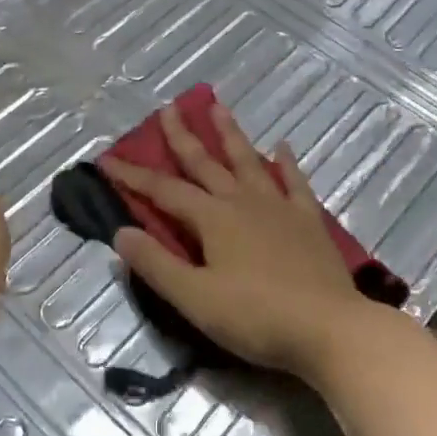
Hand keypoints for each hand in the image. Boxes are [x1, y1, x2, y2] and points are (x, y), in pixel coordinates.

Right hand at [100, 100, 372, 381]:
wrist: (329, 328)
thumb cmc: (256, 317)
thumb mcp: (195, 298)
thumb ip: (156, 264)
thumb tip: (120, 232)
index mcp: (213, 218)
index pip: (163, 190)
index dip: (133, 176)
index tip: (107, 159)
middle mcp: (243, 201)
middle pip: (205, 163)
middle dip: (182, 136)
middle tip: (168, 108)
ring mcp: (278, 207)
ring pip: (248, 161)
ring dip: (230, 134)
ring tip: (218, 106)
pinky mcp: (308, 221)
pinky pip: (294, 182)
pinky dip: (287, 163)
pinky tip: (283, 146)